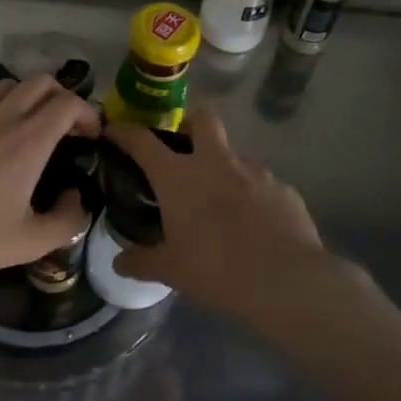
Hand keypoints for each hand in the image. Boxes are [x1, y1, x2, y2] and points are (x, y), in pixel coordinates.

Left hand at [0, 75, 101, 291]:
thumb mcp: (31, 243)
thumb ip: (68, 220)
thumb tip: (77, 198)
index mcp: (27, 142)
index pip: (67, 103)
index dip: (88, 113)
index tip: (92, 136)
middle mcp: (1, 118)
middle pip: (41, 82)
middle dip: (62, 97)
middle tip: (66, 127)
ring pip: (8, 85)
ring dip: (28, 98)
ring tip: (29, 126)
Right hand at [102, 111, 328, 319]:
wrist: (285, 280)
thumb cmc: (216, 269)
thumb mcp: (171, 270)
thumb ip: (141, 262)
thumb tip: (119, 263)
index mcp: (179, 177)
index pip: (143, 141)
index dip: (125, 132)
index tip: (115, 130)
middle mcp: (216, 163)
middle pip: (202, 120)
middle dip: (190, 123)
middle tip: (183, 146)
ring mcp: (255, 172)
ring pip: (234, 154)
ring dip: (223, 167)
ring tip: (220, 199)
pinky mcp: (284, 188)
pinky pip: (262, 183)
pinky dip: (252, 195)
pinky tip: (253, 222)